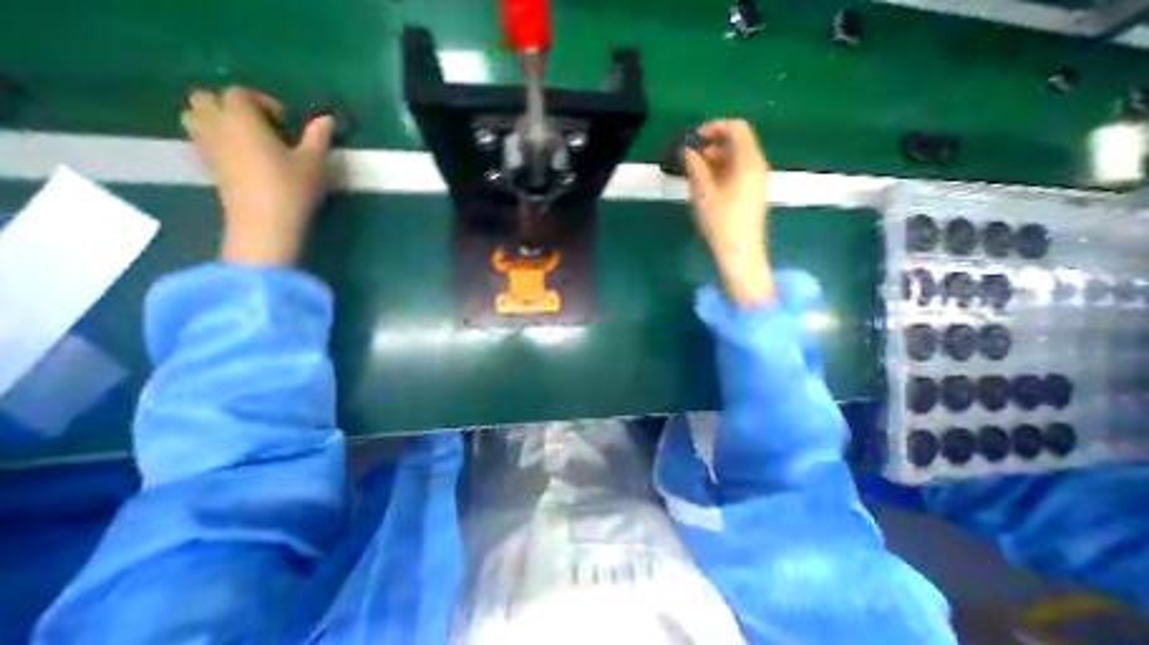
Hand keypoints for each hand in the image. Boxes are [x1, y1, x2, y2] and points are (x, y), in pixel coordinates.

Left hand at [179, 86, 330, 263]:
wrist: (265, 220)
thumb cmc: (293, 187)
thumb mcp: (314, 162)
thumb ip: (318, 137)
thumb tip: (327, 118)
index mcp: (242, 118)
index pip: (241, 94)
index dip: (263, 103)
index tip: (287, 123)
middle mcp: (215, 123)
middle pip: (208, 99)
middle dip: (233, 107)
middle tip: (264, 129)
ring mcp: (205, 143)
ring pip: (196, 116)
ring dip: (218, 120)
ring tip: (249, 141)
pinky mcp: (205, 163)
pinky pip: (201, 138)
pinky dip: (216, 139)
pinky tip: (243, 158)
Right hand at [685, 119, 775, 306]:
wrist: (739, 252)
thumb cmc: (720, 221)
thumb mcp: (703, 192)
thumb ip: (695, 167)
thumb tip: (687, 150)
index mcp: (748, 161)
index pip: (737, 128)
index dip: (714, 127)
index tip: (694, 138)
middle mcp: (756, 166)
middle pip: (737, 143)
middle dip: (712, 146)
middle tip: (690, 158)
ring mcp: (756, 181)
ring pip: (736, 160)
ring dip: (714, 161)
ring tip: (693, 174)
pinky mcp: (752, 194)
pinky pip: (737, 173)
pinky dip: (721, 173)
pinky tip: (705, 187)